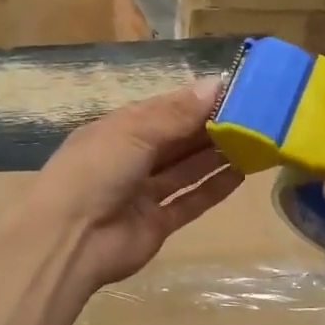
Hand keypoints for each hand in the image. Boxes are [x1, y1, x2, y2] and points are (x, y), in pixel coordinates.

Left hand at [26, 77, 242, 293]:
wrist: (69, 240)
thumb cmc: (97, 171)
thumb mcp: (134, 131)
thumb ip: (177, 113)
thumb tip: (217, 83)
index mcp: (120, 129)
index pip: (165, 108)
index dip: (197, 100)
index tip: (236, 90)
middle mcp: (132, 157)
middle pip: (178, 139)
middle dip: (211, 127)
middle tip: (254, 116)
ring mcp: (143, 192)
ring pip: (186, 169)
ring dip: (215, 156)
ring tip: (254, 142)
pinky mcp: (157, 223)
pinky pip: (189, 201)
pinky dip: (213, 189)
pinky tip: (240, 175)